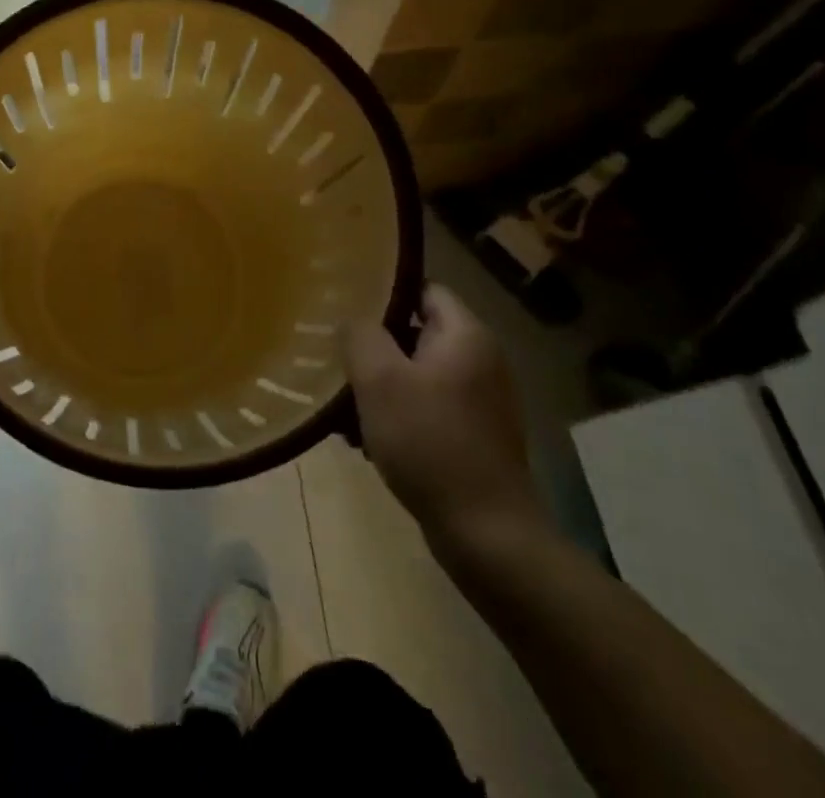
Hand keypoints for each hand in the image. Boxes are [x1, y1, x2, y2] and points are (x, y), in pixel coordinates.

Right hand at [341, 284, 548, 561]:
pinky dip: (398, 414)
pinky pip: (427, 408)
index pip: (423, 288)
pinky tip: (366, 439)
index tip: (345, 307)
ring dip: (381, 385)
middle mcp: (481, 360)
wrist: (487, 535)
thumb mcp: (380, 380)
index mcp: (466, 335)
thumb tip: (352, 318)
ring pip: (417, 374)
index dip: (383, 293)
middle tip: (337, 359)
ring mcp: (481, 401)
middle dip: (375, 346)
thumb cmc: (429, 443)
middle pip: (416, 332)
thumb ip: (360, 335)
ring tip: (343, 406)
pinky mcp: (475, 436)